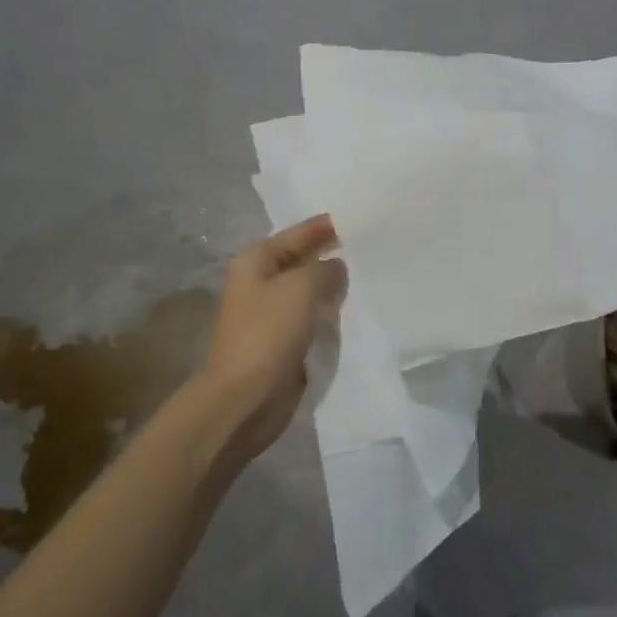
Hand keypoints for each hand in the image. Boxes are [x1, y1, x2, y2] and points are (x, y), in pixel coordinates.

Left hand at [193, 214, 347, 459]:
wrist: (245, 397)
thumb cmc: (268, 332)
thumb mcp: (301, 288)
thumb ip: (325, 269)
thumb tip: (336, 267)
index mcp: (255, 261)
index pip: (296, 233)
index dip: (325, 226)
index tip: (358, 219)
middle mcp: (259, 282)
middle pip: (301, 260)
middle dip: (331, 254)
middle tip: (370, 247)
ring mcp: (270, 314)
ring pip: (308, 290)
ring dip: (333, 286)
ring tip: (370, 276)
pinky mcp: (282, 341)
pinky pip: (311, 317)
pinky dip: (329, 312)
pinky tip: (354, 310)